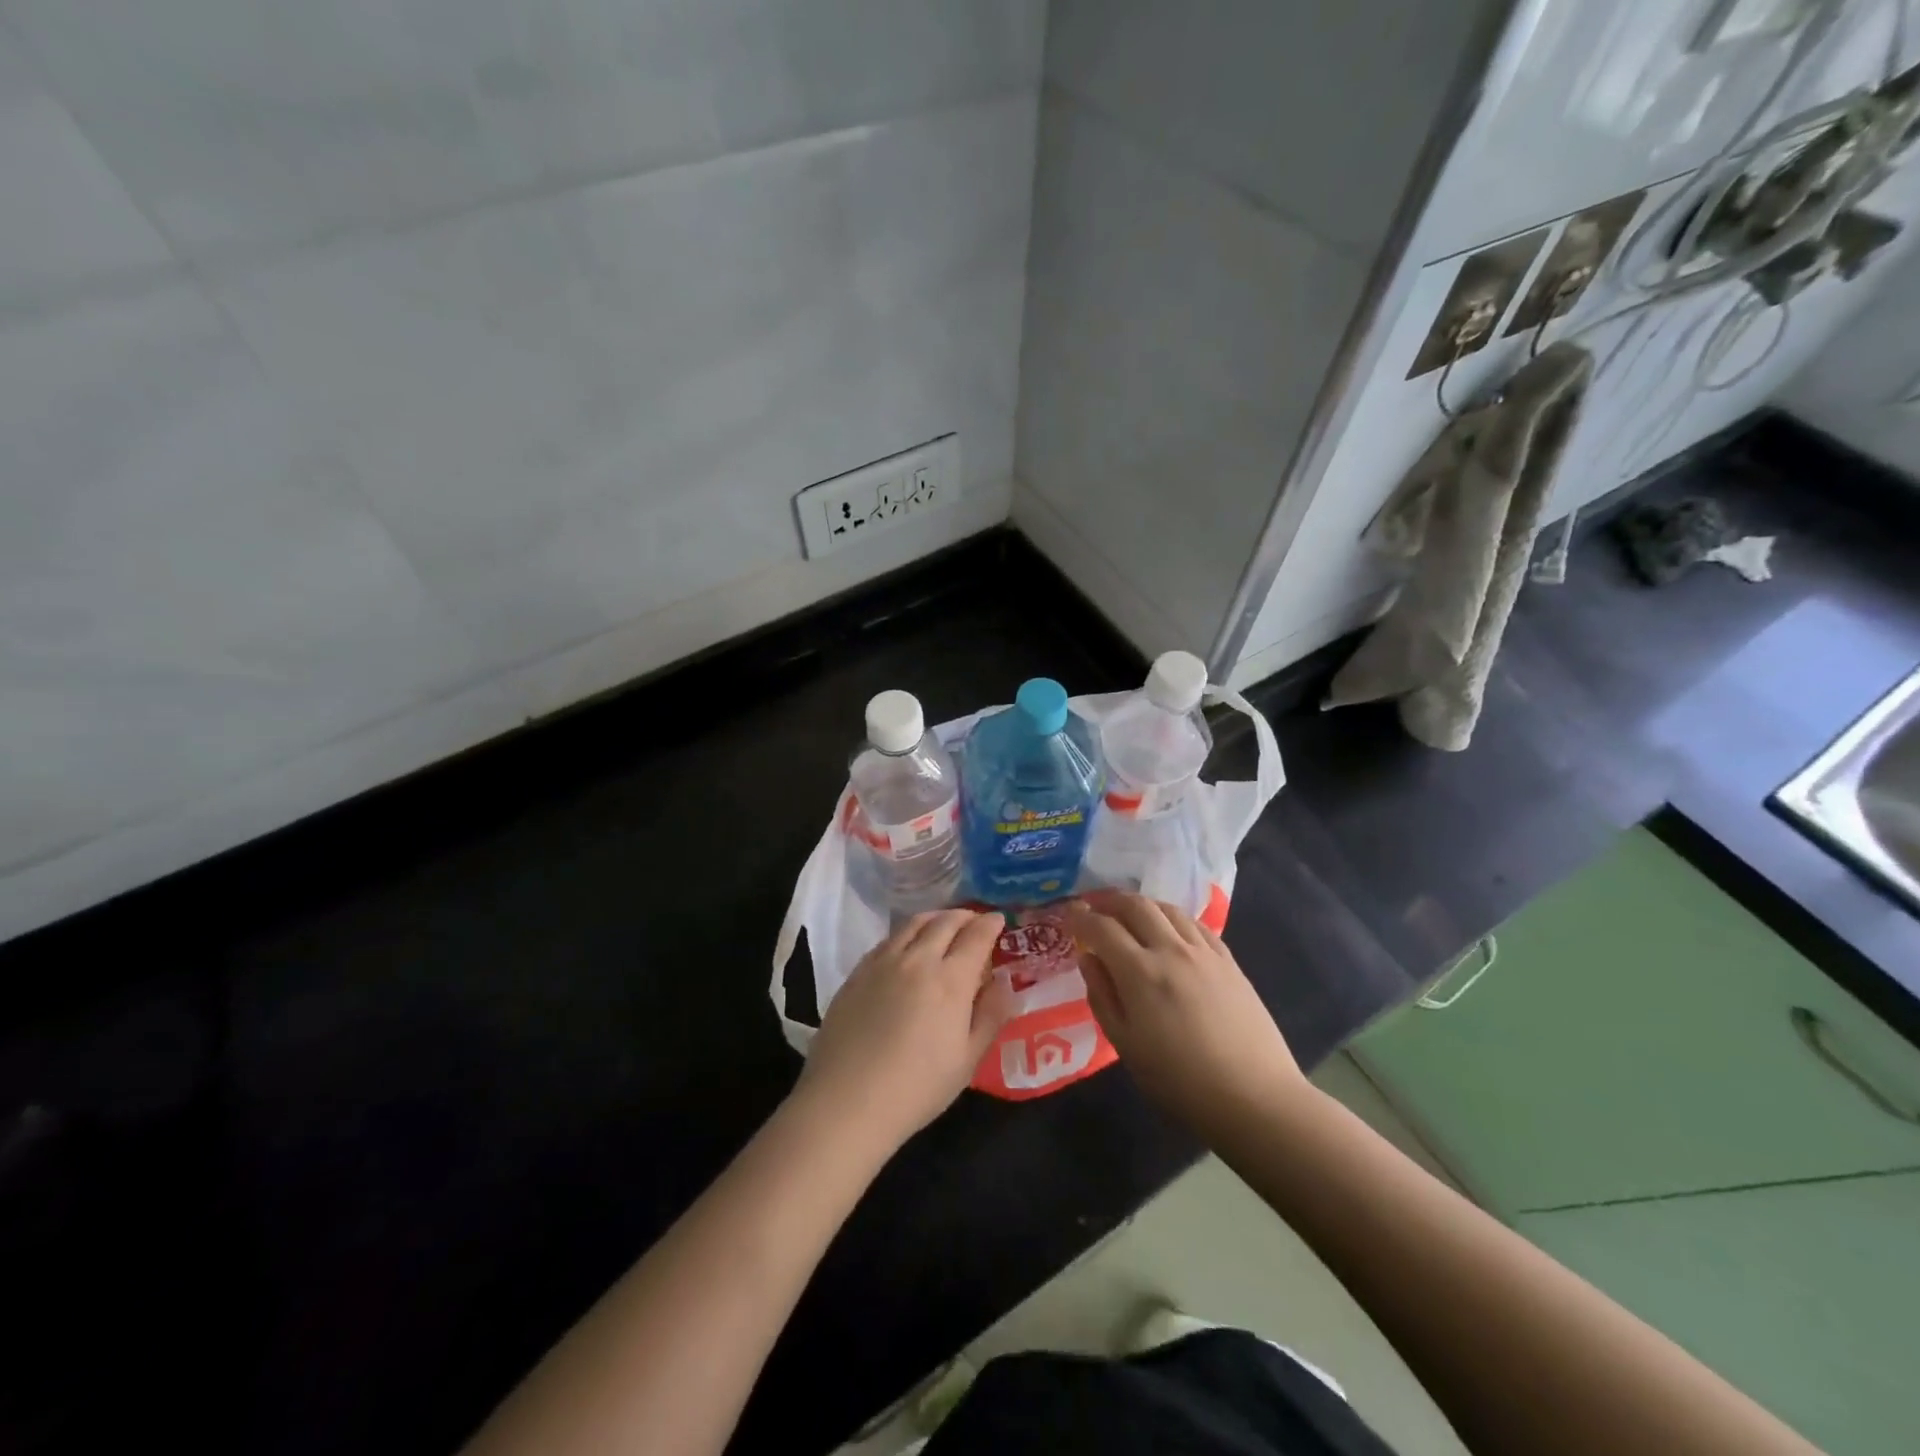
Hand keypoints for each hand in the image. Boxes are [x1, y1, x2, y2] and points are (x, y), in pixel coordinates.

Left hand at [795, 909, 1015, 1150]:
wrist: (846, 1100)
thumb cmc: (917, 1088)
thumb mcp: (968, 1060)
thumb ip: (990, 1016)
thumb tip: (1004, 983)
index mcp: (950, 980)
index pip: (976, 936)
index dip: (990, 924)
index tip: (999, 920)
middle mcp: (917, 959)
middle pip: (945, 922)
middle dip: (965, 916)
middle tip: (975, 920)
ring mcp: (883, 962)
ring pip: (913, 923)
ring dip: (935, 918)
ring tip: (944, 924)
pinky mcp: (857, 972)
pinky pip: (888, 939)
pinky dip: (907, 933)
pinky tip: (908, 946)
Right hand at [1066, 894, 1306, 1134]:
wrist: (1254, 1097)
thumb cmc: (1179, 1081)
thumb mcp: (1125, 1045)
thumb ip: (1102, 996)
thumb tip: (1088, 959)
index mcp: (1140, 973)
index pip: (1102, 928)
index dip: (1080, 917)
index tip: (1069, 914)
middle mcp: (1171, 950)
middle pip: (1135, 905)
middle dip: (1109, 900)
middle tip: (1094, 906)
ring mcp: (1204, 952)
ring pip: (1167, 908)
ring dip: (1142, 904)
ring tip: (1129, 914)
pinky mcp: (1229, 960)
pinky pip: (1195, 924)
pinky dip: (1173, 917)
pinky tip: (1169, 929)